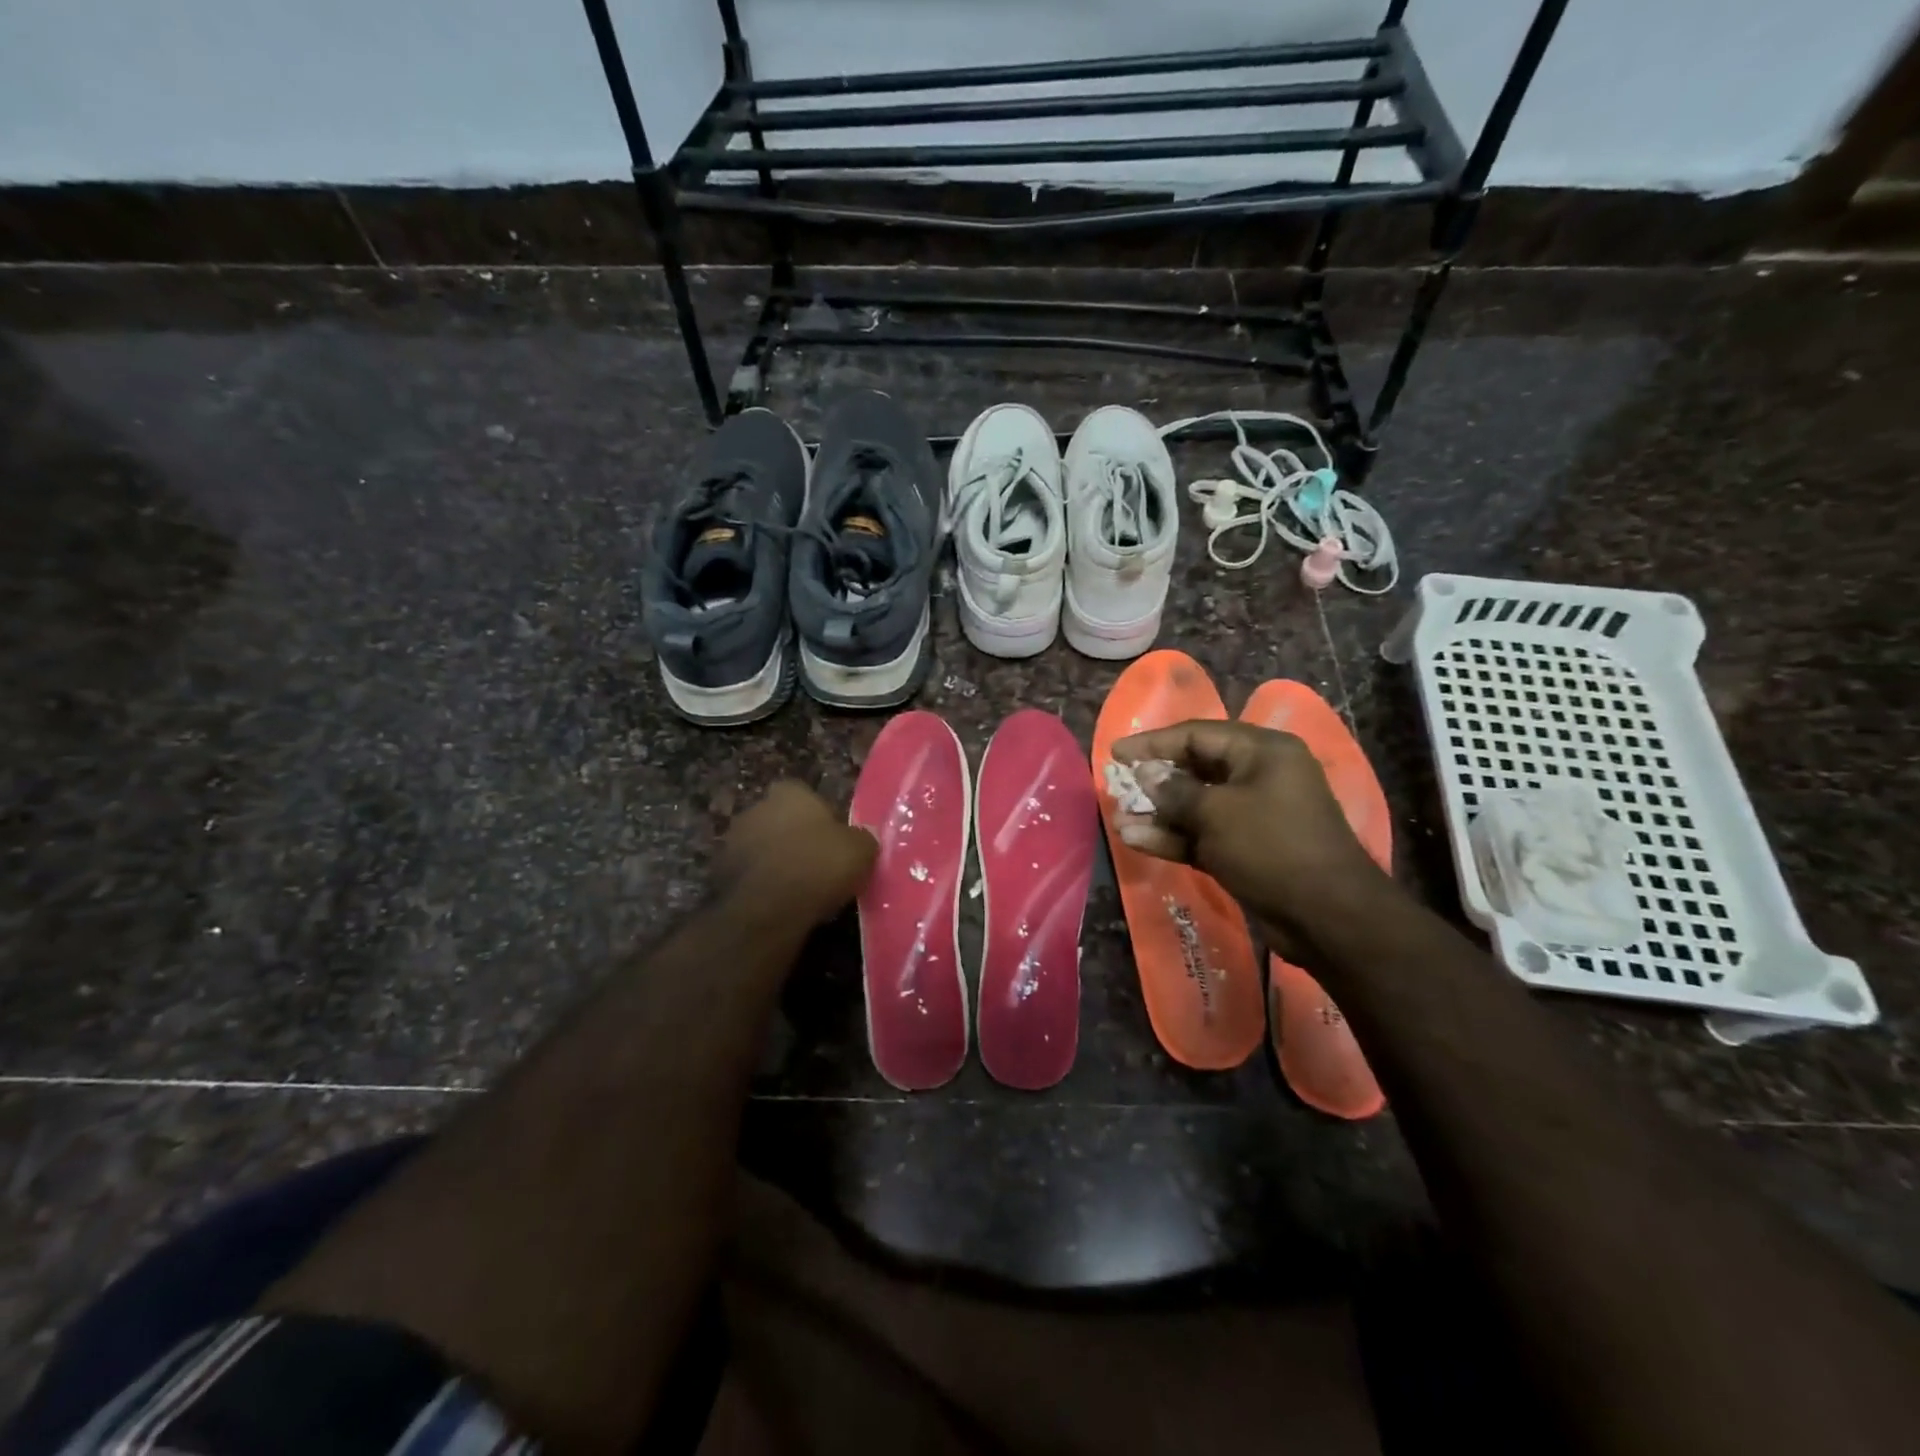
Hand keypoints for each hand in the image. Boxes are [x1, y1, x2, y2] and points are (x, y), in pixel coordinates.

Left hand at [713, 781, 876, 926]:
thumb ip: (863, 838)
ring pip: (762, 847)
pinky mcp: (719, 873)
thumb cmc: (818, 867)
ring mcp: (733, 840)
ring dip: (776, 861)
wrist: (766, 909)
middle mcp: (756, 808)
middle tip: (818, 864)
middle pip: (781, 819)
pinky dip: (761, 884)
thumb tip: (865, 837)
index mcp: (789, 793)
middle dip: (795, 838)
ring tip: (799, 888)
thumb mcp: (860, 851)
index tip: (833, 840)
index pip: (805, 795)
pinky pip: (749, 874)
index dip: (821, 817)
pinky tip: (778, 904)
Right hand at [1112, 720, 1392, 944]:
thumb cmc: (1271, 847)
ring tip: (1120, 820)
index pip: (1197, 734)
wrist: (1327, 917)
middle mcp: (1259, 776)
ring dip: (1159, 814)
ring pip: (1197, 806)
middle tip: (1118, 786)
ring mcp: (1255, 815)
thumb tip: (1146, 775)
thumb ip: (1174, 791)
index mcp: (1262, 752)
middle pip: (1196, 768)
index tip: (1117, 754)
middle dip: (1155, 780)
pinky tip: (1137, 840)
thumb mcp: (1216, 813)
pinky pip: (1204, 834)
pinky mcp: (1248, 849)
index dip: (1154, 742)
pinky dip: (1175, 837)